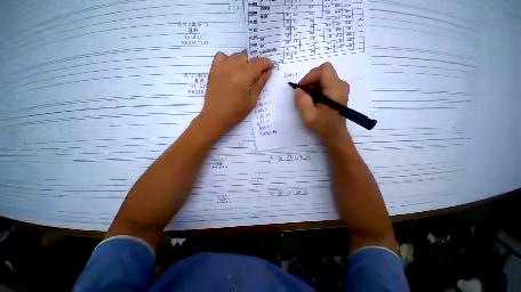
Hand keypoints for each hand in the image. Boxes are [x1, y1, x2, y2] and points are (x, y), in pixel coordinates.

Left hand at [199, 50, 273, 134]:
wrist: (216, 116)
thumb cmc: (236, 112)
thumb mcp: (252, 100)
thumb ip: (260, 84)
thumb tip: (267, 72)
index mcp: (244, 76)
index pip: (258, 63)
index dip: (267, 63)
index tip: (270, 68)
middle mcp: (232, 67)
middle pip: (247, 56)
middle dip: (255, 63)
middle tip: (256, 75)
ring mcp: (221, 67)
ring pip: (236, 55)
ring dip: (243, 61)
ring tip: (244, 73)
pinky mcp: (213, 70)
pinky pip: (221, 56)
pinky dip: (228, 59)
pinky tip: (230, 69)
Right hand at [294, 62, 349, 142]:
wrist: (335, 134)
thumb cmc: (323, 126)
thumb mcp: (309, 116)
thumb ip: (302, 101)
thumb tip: (297, 89)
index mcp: (336, 88)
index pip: (323, 70)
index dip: (310, 76)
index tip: (301, 89)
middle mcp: (340, 84)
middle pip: (323, 72)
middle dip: (309, 81)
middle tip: (302, 95)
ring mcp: (340, 88)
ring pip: (323, 77)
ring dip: (312, 86)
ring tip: (307, 100)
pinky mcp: (337, 92)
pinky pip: (324, 84)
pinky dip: (315, 89)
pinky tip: (312, 100)